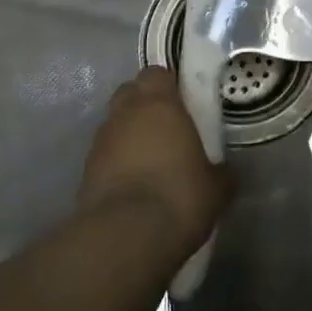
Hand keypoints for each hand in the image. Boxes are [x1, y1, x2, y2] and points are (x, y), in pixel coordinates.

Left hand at [79, 65, 227, 259]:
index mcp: (159, 103)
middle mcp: (126, 112)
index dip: (169, 85)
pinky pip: (105, 152)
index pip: (157, 73)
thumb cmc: (179, 197)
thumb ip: (220, 172)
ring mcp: (101, 139)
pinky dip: (116, 160)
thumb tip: (226, 173)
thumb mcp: (216, 187)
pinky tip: (132, 184)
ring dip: (129, 132)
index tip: (183, 102)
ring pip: (115, 122)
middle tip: (166, 127)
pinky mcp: (86, 168)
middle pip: (131, 92)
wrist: (125, 237)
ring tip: (149, 160)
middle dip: (145, 103)